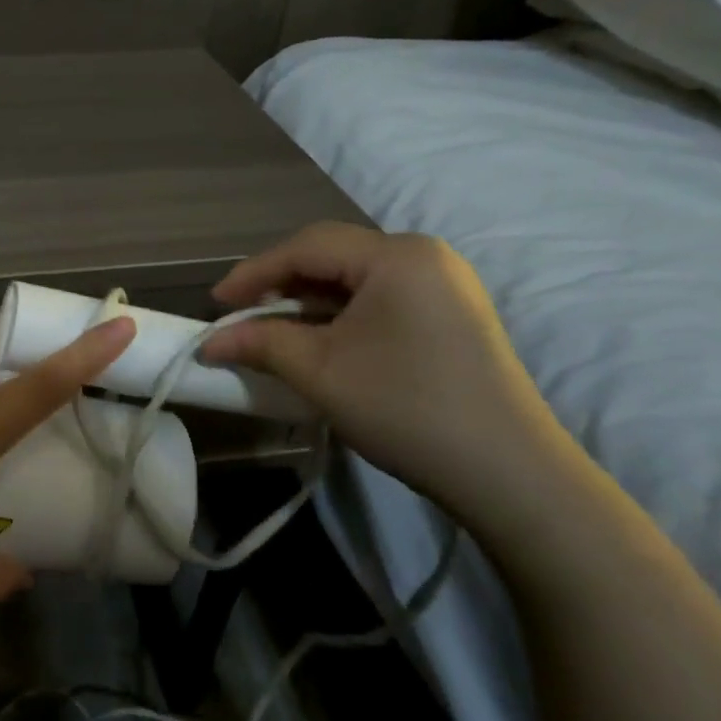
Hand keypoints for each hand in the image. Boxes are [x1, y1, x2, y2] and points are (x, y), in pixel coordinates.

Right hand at [202, 222, 574, 516]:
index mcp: (396, 255)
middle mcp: (424, 255)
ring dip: (309, 300)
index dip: (253, 272)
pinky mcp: (453, 312)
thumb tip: (210, 342)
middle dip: (281, 283)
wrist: (510, 474)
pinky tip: (320, 338)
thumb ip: (260, 343)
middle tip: (243, 315)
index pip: (306, 247)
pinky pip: (380, 296)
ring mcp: (445, 283)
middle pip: (332, 255)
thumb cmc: (406, 408)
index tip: (216, 303)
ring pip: (355, 276)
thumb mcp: (320, 372)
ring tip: (274, 329)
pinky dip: (341, 312)